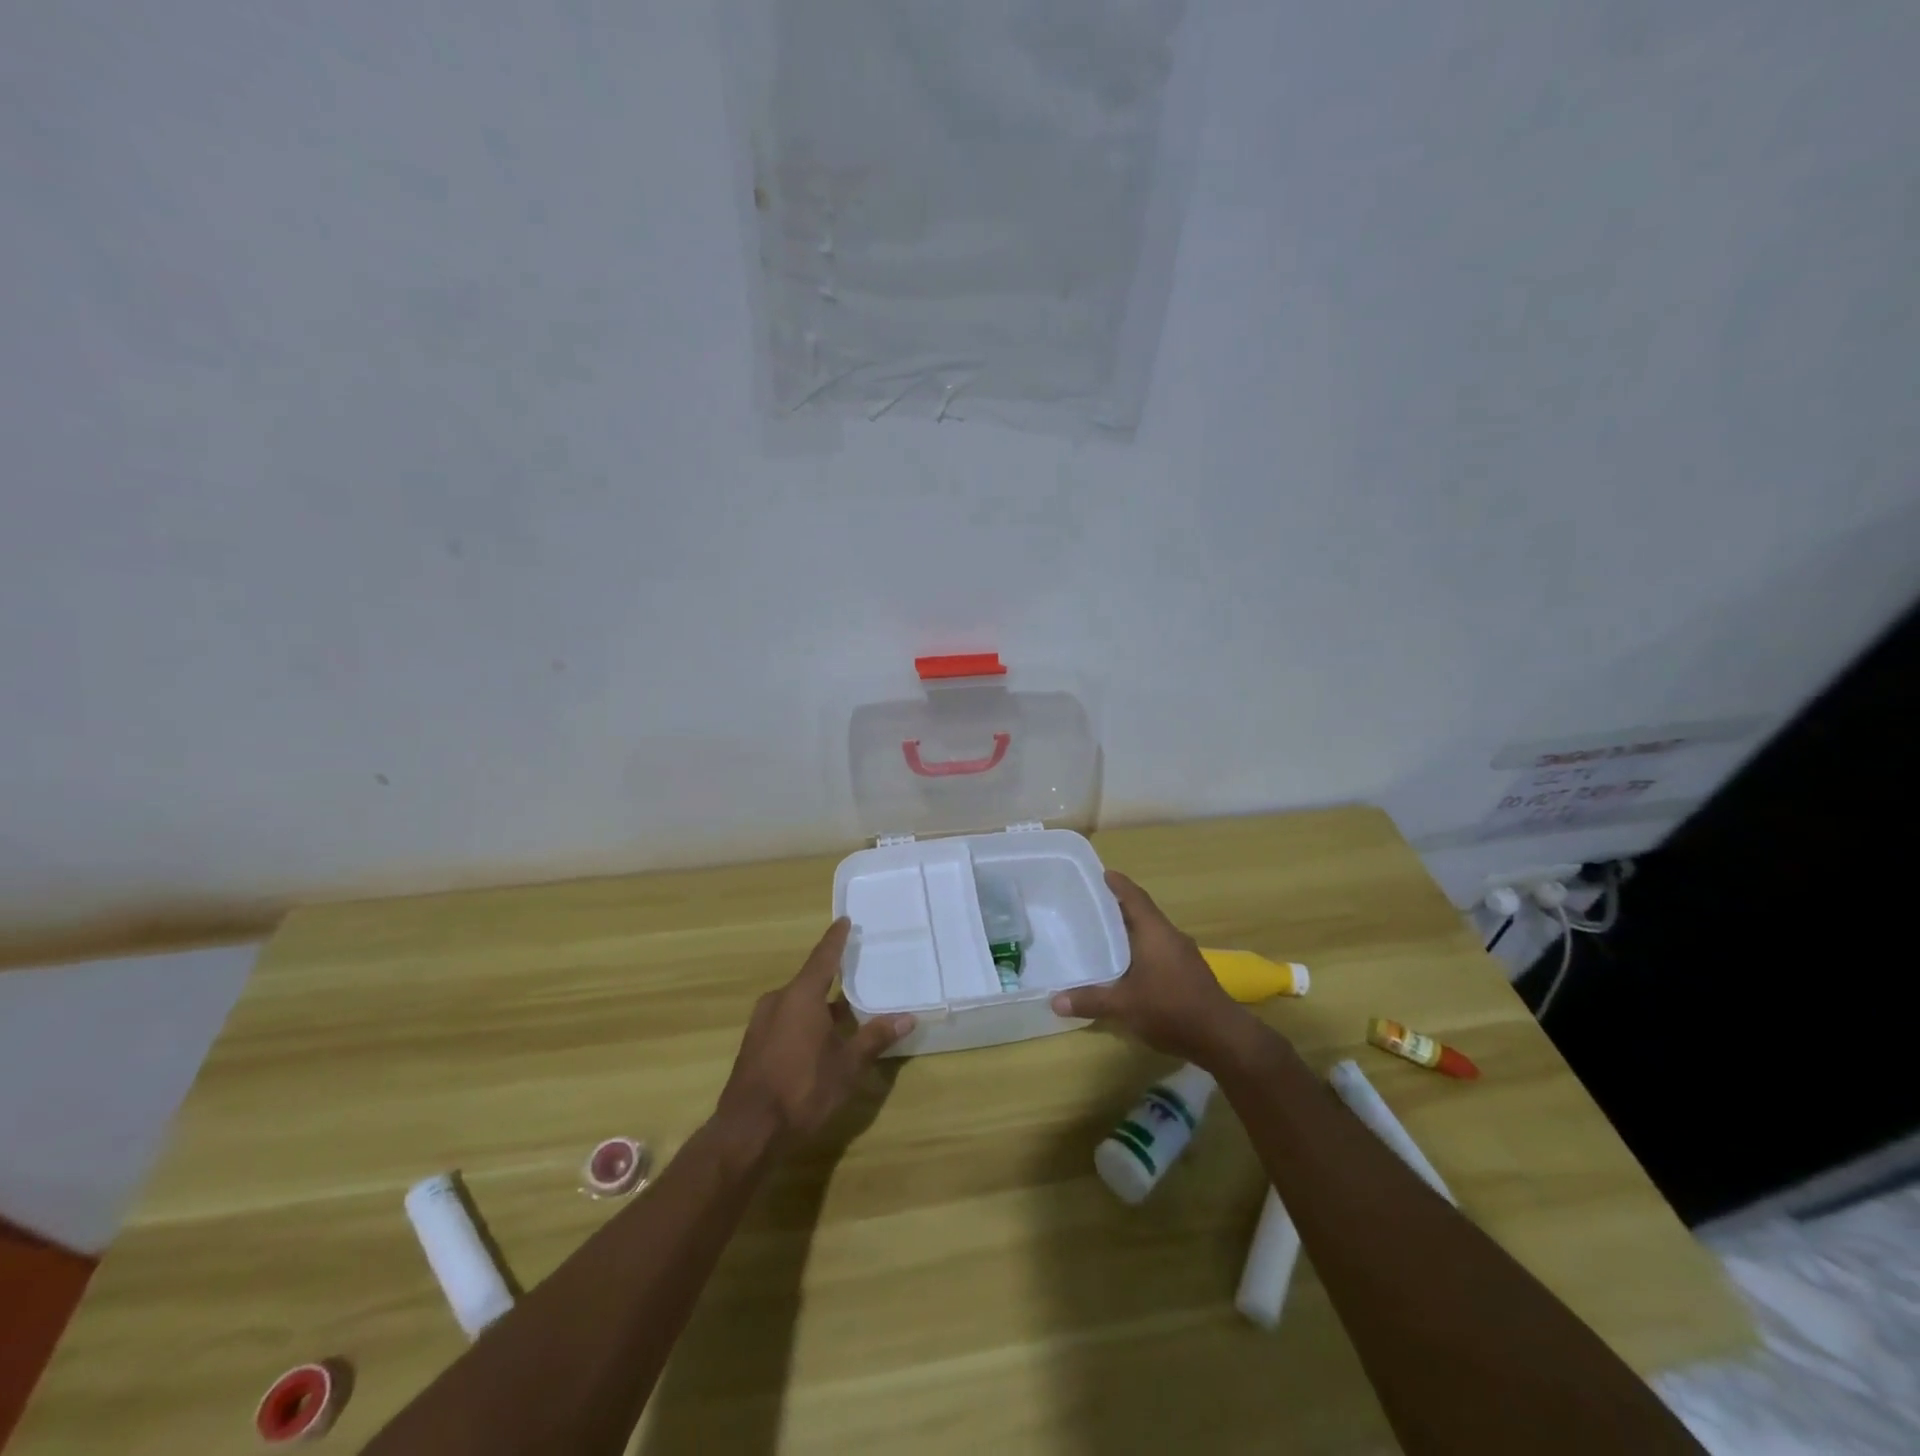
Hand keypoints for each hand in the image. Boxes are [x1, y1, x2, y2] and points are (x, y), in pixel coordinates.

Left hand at [716, 919, 914, 1148]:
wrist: (748, 1132)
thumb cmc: (803, 1089)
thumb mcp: (848, 1065)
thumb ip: (875, 1038)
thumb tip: (908, 1018)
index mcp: (801, 996)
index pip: (824, 957)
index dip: (836, 939)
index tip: (845, 920)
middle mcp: (778, 1000)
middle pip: (810, 981)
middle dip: (833, 979)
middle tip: (857, 973)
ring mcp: (762, 1023)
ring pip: (797, 1004)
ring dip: (820, 1006)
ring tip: (845, 1012)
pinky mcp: (754, 1045)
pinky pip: (785, 1020)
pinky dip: (805, 1022)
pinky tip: (820, 1040)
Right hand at [1051, 871, 1257, 1065]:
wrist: (1223, 1037)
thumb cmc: (1171, 1009)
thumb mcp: (1123, 1006)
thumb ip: (1089, 1000)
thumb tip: (1054, 1001)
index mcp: (1155, 932)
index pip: (1135, 897)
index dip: (1118, 884)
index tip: (1101, 874)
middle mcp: (1170, 936)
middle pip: (1142, 913)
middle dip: (1118, 908)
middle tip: (1090, 906)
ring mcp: (1183, 955)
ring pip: (1152, 934)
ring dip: (1130, 931)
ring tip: (1103, 935)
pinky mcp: (1189, 974)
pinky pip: (1159, 951)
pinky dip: (1141, 950)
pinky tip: (1127, 966)